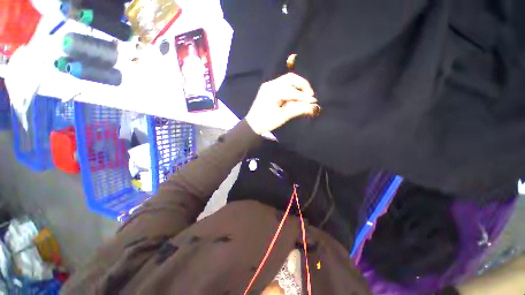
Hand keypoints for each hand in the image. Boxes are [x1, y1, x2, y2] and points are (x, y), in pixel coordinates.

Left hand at [245, 73, 319, 134]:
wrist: (253, 124)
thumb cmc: (267, 122)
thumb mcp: (283, 116)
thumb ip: (298, 109)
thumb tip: (314, 106)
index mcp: (272, 91)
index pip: (292, 90)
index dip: (304, 96)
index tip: (314, 101)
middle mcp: (270, 84)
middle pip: (291, 78)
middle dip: (303, 86)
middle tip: (310, 96)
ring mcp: (268, 85)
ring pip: (287, 80)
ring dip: (297, 86)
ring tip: (303, 97)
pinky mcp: (268, 88)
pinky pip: (283, 84)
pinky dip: (291, 88)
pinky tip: (294, 96)